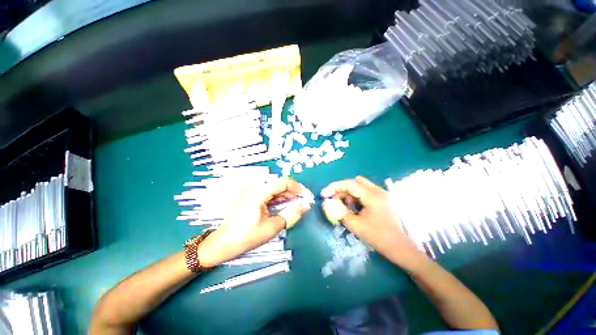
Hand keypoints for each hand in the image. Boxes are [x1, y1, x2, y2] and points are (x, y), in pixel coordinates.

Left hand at [198, 178, 311, 266]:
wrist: (223, 244)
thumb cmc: (247, 236)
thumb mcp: (273, 226)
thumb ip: (291, 214)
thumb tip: (306, 205)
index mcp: (259, 192)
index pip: (283, 182)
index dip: (297, 187)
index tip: (305, 195)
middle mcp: (255, 188)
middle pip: (278, 184)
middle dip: (292, 192)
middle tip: (301, 202)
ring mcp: (251, 192)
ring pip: (273, 189)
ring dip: (285, 195)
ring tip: (294, 204)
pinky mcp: (250, 197)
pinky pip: (267, 194)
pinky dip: (276, 198)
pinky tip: (282, 205)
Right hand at [321, 176, 426, 269]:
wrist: (401, 248)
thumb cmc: (379, 237)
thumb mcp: (356, 226)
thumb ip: (340, 213)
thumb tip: (329, 204)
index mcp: (373, 196)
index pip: (350, 184)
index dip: (335, 187)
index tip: (324, 193)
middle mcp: (378, 191)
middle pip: (355, 182)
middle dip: (342, 189)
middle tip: (334, 200)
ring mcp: (382, 194)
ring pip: (360, 186)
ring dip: (349, 193)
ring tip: (346, 206)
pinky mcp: (383, 198)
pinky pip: (365, 192)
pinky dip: (356, 197)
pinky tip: (355, 208)